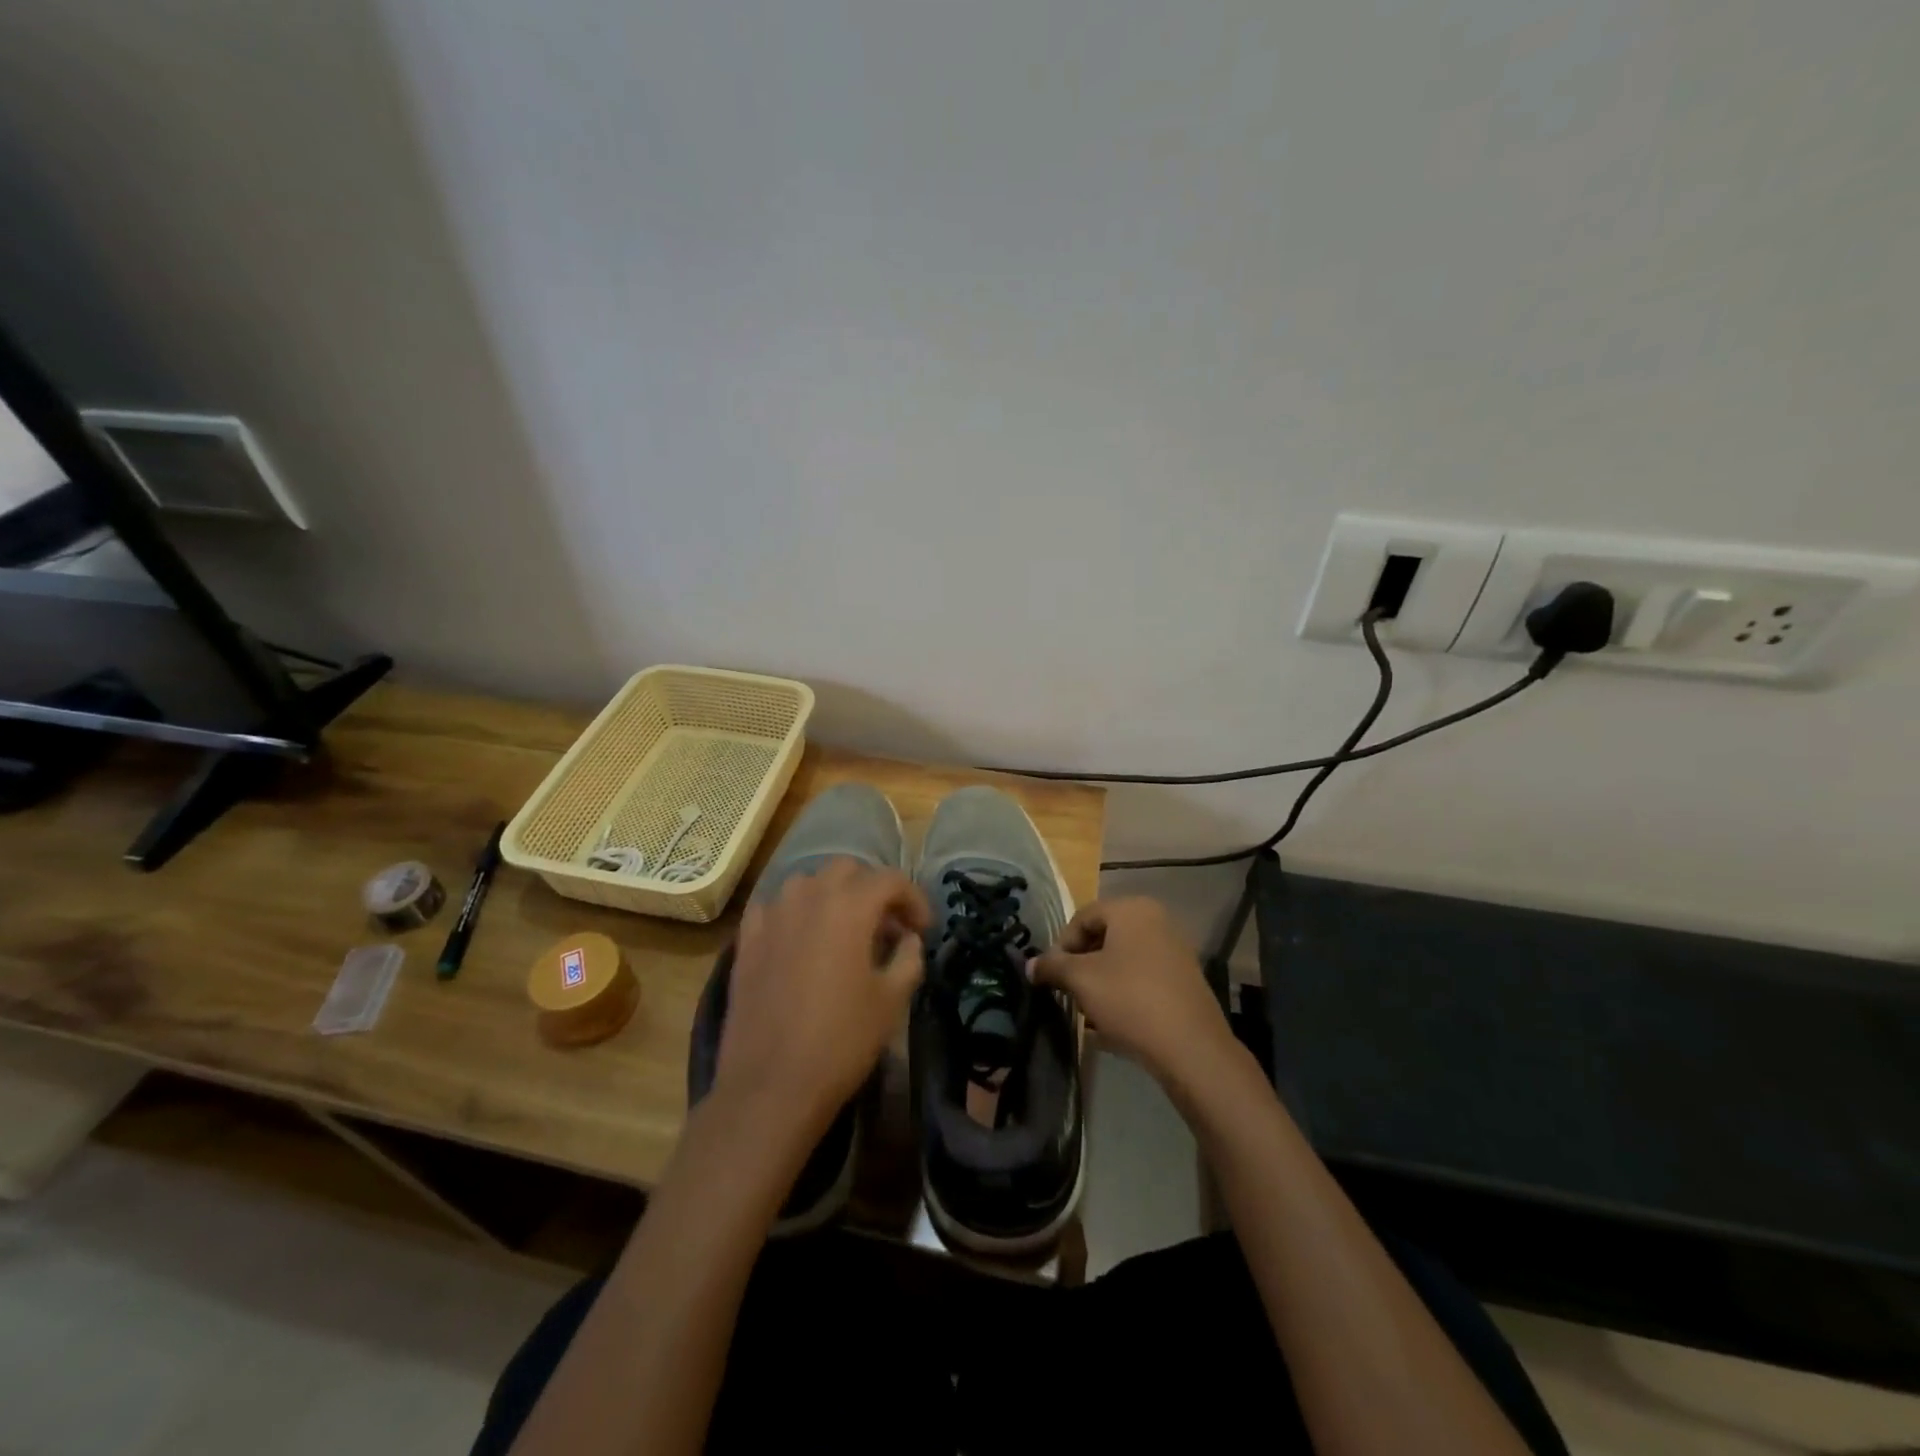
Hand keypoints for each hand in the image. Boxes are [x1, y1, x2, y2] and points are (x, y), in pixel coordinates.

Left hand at [715, 858, 928, 1144]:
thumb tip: (908, 939)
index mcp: (850, 906)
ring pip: (807, 883)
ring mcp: (772, 915)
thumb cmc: (841, 1041)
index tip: (923, 929)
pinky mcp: (746, 939)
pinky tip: (800, 941)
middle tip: (886, 926)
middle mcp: (809, 896)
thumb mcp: (892, 1000)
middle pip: (848, 870)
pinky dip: (794, 913)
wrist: (771, 1085)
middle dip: (872, 890)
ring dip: (832, 896)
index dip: (914, 899)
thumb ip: (909, 957)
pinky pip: (774, 907)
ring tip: (843, 931)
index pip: (891, 879)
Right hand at [1032, 897, 1235, 1086]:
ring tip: (1090, 1009)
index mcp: (1132, 908)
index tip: (1051, 976)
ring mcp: (1175, 948)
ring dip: (1101, 979)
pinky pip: (1143, 975)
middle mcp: (1156, 919)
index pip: (1082, 917)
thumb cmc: (1129, 1000)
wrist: (1190, 1047)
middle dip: (1081, 963)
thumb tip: (1030, 965)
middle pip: (1104, 935)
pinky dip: (1124, 990)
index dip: (1060, 945)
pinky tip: (1115, 1019)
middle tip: (1069, 991)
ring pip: (1123, 957)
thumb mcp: (1081, 980)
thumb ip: (1052, 967)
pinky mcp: (1185, 978)